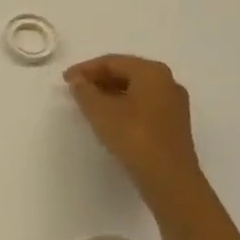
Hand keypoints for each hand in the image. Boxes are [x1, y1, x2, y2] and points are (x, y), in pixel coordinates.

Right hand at [63, 54, 201, 193]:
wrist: (169, 178)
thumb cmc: (133, 136)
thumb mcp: (100, 111)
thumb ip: (84, 91)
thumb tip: (78, 81)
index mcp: (152, 72)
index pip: (112, 61)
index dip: (85, 68)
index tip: (65, 80)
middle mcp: (167, 82)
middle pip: (127, 72)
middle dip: (99, 78)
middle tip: (76, 89)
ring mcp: (174, 103)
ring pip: (136, 89)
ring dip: (110, 92)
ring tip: (89, 103)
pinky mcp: (174, 124)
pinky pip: (144, 104)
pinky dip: (124, 105)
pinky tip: (110, 118)